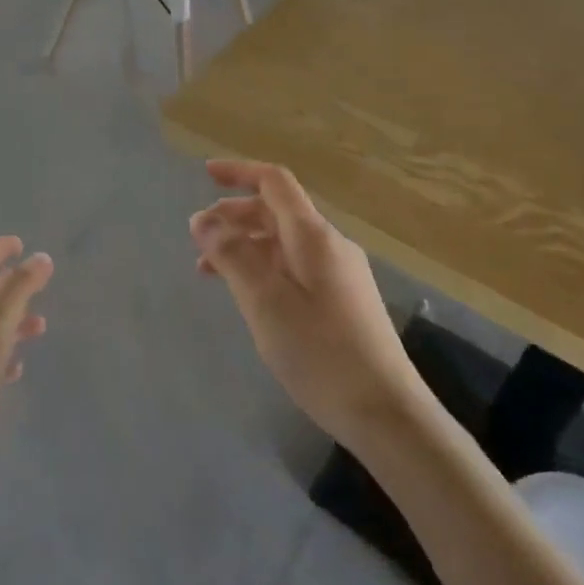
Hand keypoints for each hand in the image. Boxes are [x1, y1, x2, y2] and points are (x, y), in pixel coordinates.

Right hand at [190, 161, 419, 450]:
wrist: (385, 412)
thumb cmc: (319, 353)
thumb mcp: (264, 302)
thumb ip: (232, 255)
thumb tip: (202, 218)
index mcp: (313, 236)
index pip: (275, 183)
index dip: (240, 172)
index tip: (205, 175)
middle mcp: (330, 246)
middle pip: (278, 212)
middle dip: (235, 215)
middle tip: (198, 238)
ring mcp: (340, 274)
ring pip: (284, 243)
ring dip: (246, 245)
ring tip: (210, 271)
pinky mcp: (343, 301)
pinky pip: (295, 267)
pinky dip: (264, 268)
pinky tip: (249, 296)